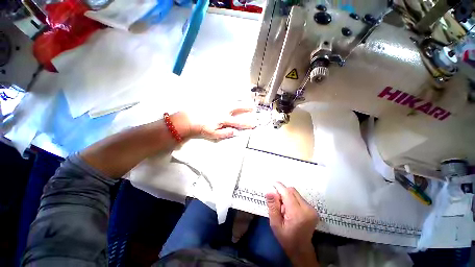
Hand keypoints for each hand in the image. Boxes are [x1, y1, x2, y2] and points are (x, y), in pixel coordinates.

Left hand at [178, 103, 257, 139]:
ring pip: (232, 100)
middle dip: (247, 107)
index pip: (239, 122)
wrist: (189, 119)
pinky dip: (230, 95)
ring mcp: (219, 104)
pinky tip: (232, 95)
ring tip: (245, 99)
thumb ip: (225, 133)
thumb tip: (235, 131)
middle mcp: (223, 110)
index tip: (254, 124)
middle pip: (238, 107)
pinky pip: (224, 96)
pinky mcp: (214, 100)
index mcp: (224, 119)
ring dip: (240, 100)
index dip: (247, 123)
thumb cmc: (201, 127)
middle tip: (253, 107)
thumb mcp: (213, 134)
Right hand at [265, 182, 318, 266]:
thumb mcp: (275, 224)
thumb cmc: (286, 238)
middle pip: (292, 191)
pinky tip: (290, 209)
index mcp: (297, 214)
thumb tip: (269, 191)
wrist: (301, 249)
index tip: (271, 184)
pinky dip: (292, 200)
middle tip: (277, 203)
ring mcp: (312, 209)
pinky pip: (299, 197)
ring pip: (295, 193)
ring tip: (284, 208)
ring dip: (287, 196)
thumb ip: (272, 206)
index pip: (287, 193)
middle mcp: (307, 209)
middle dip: (282, 192)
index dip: (279, 187)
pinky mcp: (313, 209)